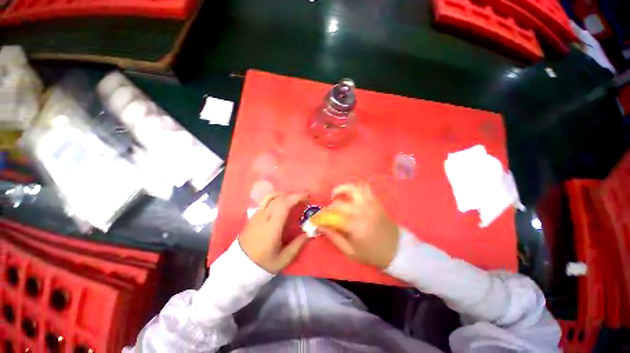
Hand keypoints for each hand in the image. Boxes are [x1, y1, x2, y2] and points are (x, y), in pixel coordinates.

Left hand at [239, 192, 308, 272]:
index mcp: (272, 227)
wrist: (239, 267)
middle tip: (304, 199)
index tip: (307, 197)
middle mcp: (263, 217)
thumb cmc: (263, 264)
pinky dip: (277, 198)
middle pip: (279, 198)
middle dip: (293, 195)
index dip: (296, 197)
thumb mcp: (284, 258)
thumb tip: (310, 232)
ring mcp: (256, 215)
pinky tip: (282, 205)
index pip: (284, 204)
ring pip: (270, 197)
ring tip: (293, 200)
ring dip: (284, 195)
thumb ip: (298, 244)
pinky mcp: (253, 216)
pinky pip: (265, 201)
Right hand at [319, 183, 399, 268]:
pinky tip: (350, 195)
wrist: (397, 250)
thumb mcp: (350, 251)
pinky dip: (355, 188)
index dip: (321, 217)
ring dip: (342, 190)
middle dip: (329, 207)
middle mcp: (361, 211)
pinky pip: (365, 188)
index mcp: (354, 226)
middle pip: (339, 203)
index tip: (316, 219)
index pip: (332, 216)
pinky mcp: (376, 202)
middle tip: (328, 213)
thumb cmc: (372, 253)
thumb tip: (321, 226)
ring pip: (353, 188)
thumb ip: (334, 238)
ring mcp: (370, 204)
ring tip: (337, 196)